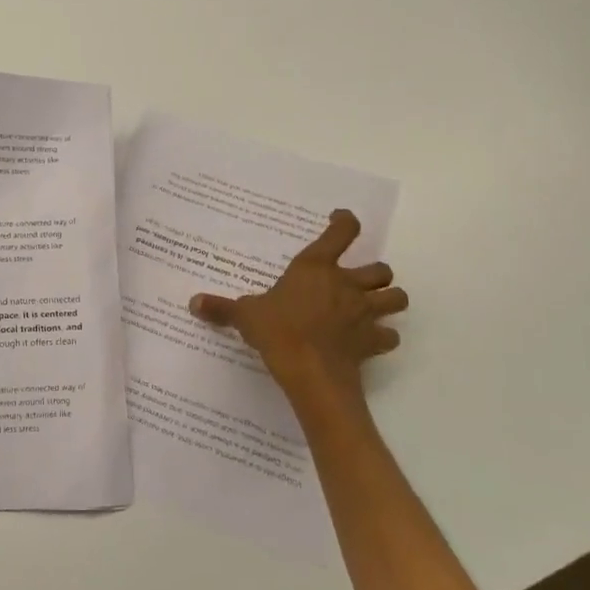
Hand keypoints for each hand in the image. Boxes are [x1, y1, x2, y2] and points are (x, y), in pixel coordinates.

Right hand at [189, 210, 407, 392]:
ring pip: (396, 297)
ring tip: (376, 306)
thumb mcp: (245, 316)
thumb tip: (193, 302)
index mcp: (316, 268)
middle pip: (380, 268)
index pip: (341, 233)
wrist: (310, 371)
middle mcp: (346, 284)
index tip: (341, 219)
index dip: (344, 222)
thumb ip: (222, 308)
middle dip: (375, 272)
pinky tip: (371, 341)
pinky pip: (390, 336)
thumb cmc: (277, 331)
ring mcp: (364, 312)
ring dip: (389, 300)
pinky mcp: (372, 341)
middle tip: (357, 280)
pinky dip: (384, 337)